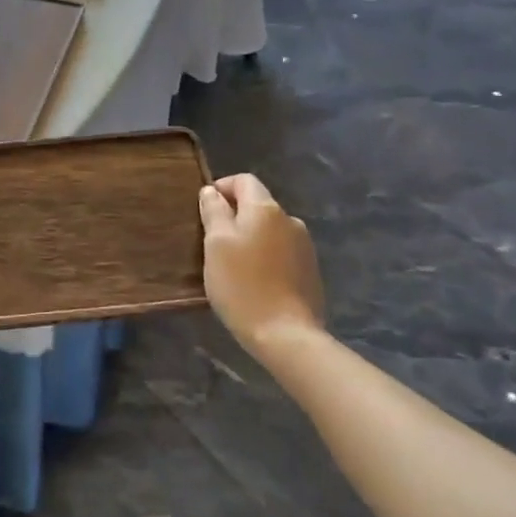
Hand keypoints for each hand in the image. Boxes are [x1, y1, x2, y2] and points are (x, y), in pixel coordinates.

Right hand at [198, 174, 324, 352]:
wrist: (286, 335)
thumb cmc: (242, 285)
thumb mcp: (216, 244)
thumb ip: (213, 211)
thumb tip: (211, 191)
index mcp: (266, 209)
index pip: (244, 180)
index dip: (221, 188)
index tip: (204, 210)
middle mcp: (290, 220)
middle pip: (257, 205)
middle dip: (234, 216)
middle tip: (212, 241)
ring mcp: (304, 246)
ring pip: (269, 230)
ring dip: (250, 237)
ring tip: (232, 264)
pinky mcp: (310, 271)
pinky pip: (281, 251)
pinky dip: (265, 256)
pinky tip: (254, 280)